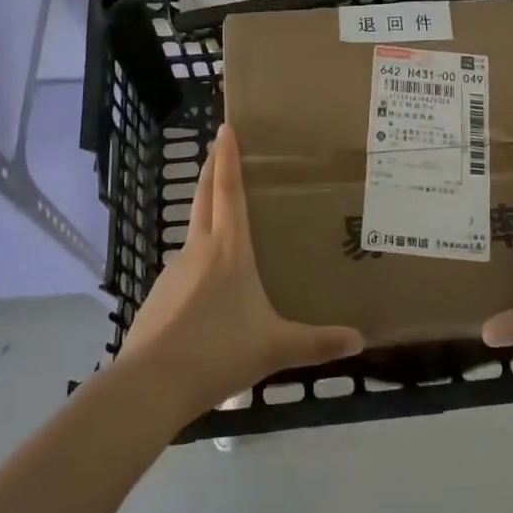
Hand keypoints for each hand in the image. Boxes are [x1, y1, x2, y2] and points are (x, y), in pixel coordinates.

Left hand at [120, 123, 363, 417]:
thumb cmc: (219, 353)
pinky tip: (206, 282)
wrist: (151, 384)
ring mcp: (174, 271)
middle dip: (210, 169)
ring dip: (203, 211)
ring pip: (192, 230)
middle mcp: (199, 250)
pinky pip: (183, 265)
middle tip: (216, 147)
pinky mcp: (159, 295)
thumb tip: (360, 340)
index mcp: (229, 250)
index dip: (227, 158)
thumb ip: (317, 343)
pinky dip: (196, 257)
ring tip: (220, 214)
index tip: (225, 128)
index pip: (228, 191)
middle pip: (203, 197)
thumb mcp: (275, 349)